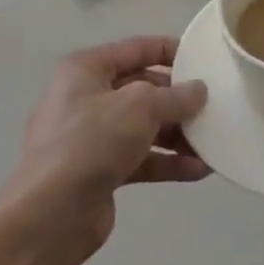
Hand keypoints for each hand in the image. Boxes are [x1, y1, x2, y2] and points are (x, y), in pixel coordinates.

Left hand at [4, 37, 209, 260]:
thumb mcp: (140, 107)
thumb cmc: (91, 142)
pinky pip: (142, 158)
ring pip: (145, 126)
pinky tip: (199, 169)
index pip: (136, 48)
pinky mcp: (100, 171)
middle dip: (178, 100)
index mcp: (86, 70)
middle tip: (213, 106)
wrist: (50, 216)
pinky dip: (168, 162)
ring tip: (213, 142)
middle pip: (143, 89)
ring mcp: (92, 137)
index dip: (171, 51)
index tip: (204, 61)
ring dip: (179, 134)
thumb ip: (175, 96)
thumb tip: (198, 90)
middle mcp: (86, 98)